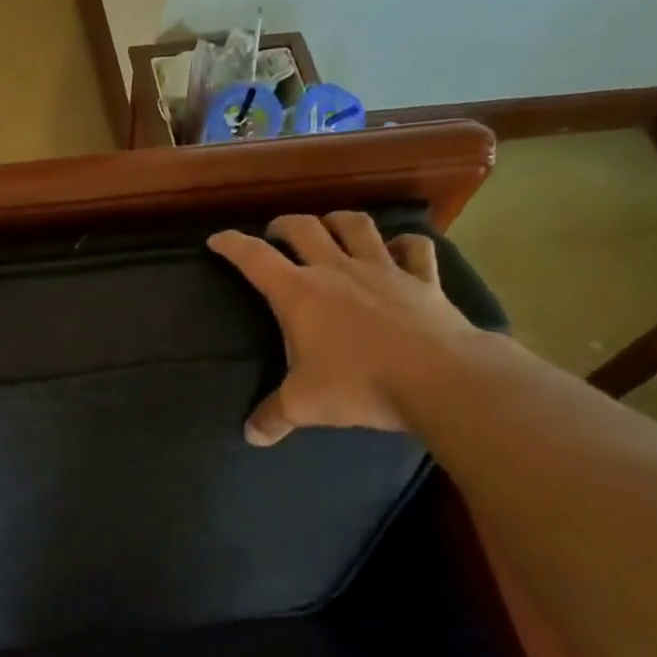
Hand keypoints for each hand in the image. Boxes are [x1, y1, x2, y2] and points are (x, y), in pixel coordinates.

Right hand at [208, 213, 473, 441]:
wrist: (439, 378)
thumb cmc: (359, 385)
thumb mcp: (304, 405)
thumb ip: (272, 417)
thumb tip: (251, 435)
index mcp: (299, 293)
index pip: (254, 258)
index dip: (232, 244)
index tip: (217, 239)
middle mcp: (337, 270)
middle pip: (304, 228)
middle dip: (283, 225)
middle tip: (275, 232)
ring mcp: (384, 269)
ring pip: (356, 226)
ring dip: (337, 220)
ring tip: (329, 226)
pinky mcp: (423, 279)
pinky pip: (414, 248)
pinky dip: (404, 243)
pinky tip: (398, 249)